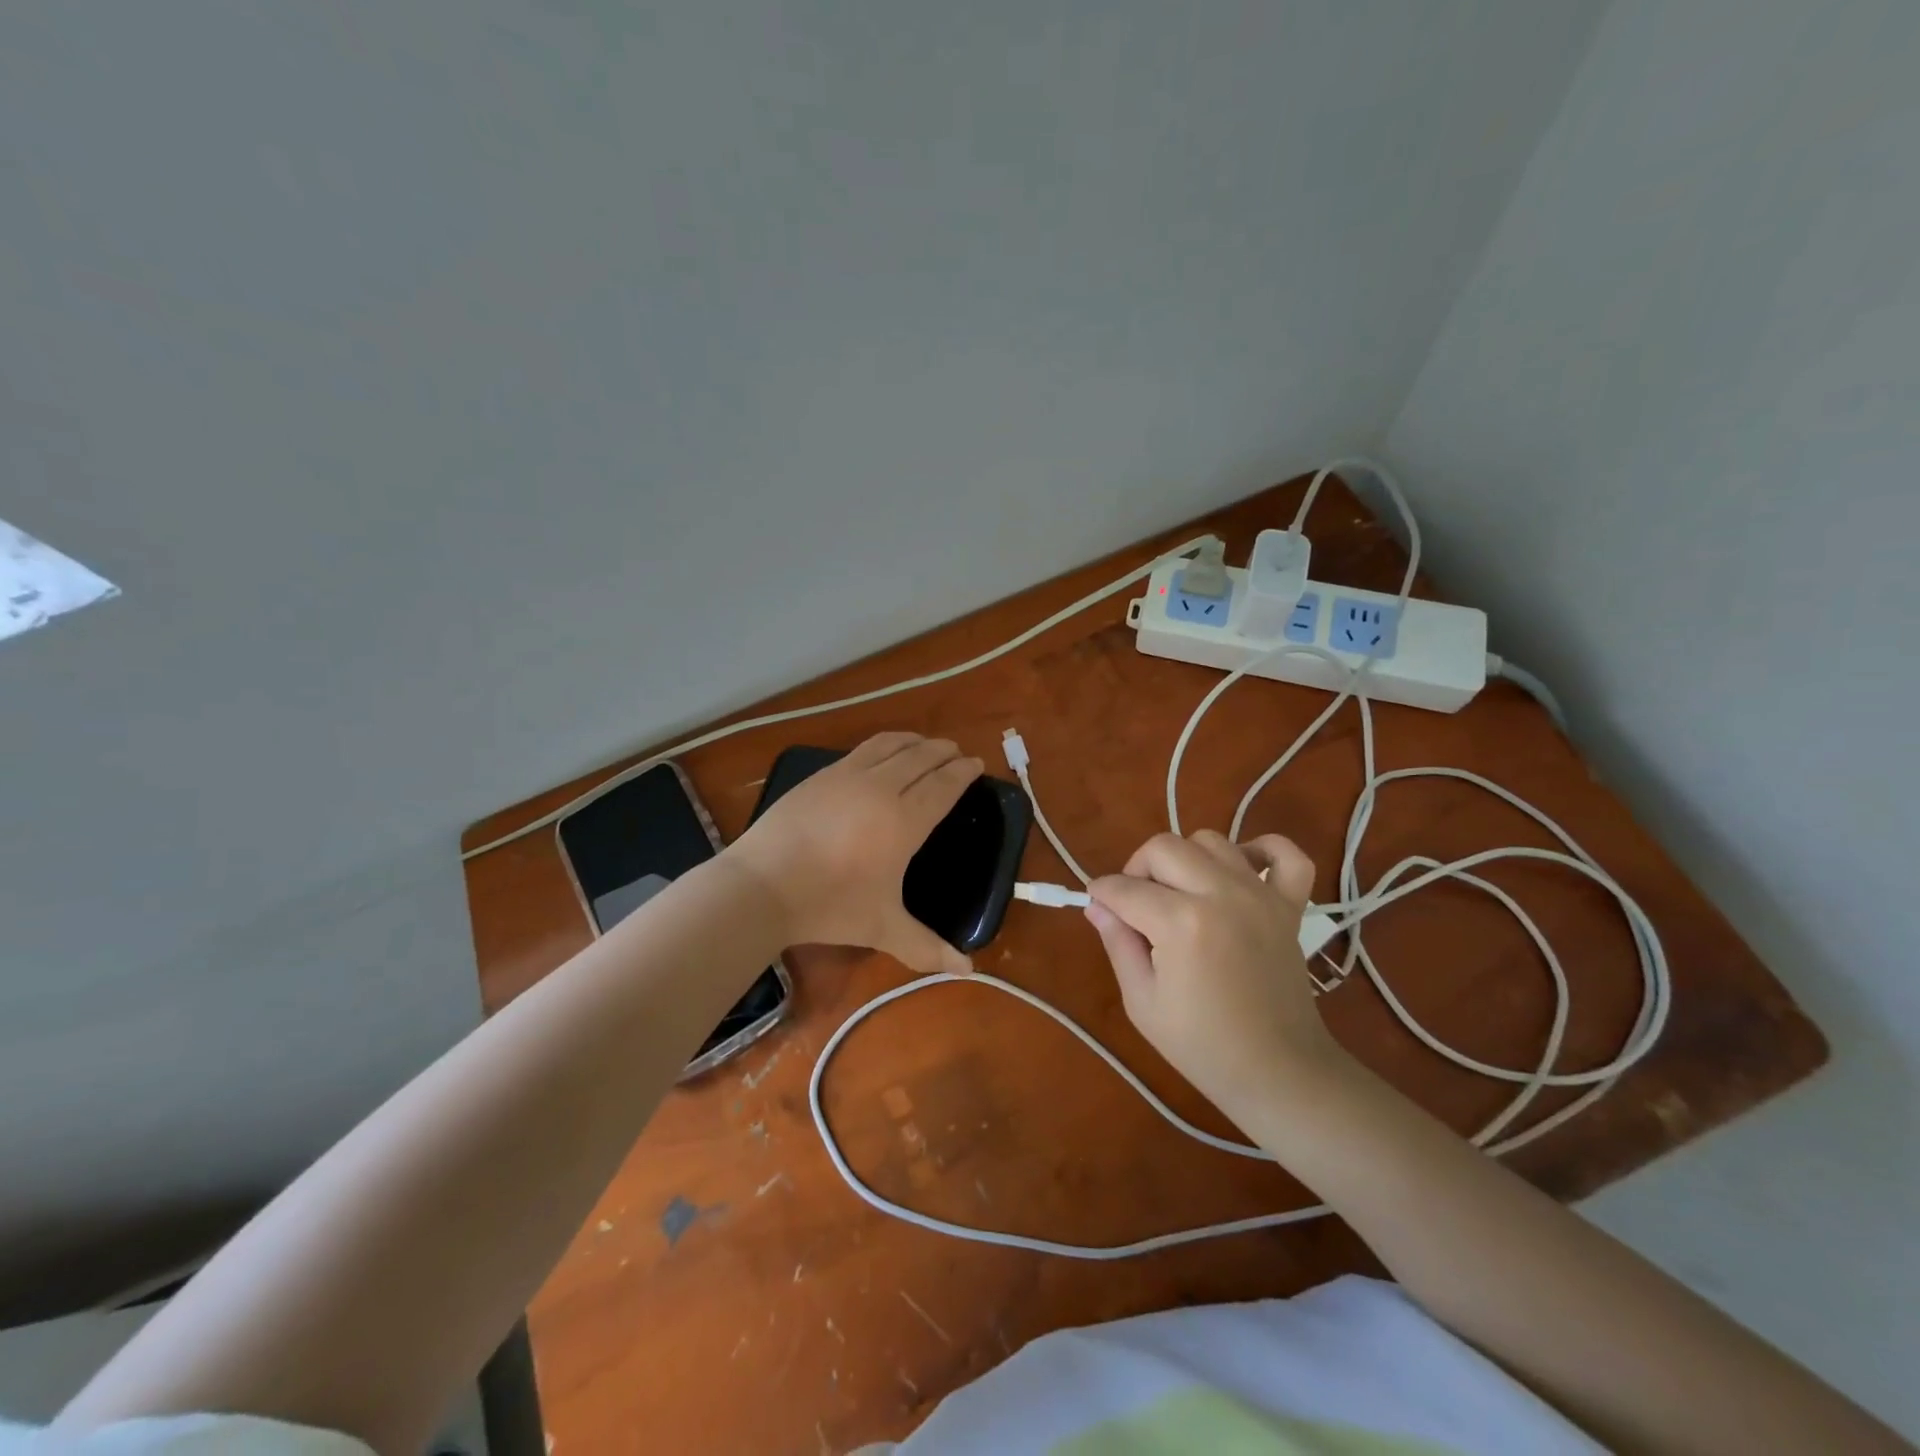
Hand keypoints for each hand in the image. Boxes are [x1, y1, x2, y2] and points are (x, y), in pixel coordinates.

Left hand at [726, 732, 981, 976]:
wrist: (762, 885)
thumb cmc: (829, 906)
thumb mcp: (883, 929)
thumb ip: (927, 947)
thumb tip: (968, 970)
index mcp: (904, 821)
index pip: (943, 785)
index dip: (963, 772)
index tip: (976, 763)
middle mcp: (881, 788)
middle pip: (921, 758)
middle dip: (944, 751)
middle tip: (956, 752)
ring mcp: (847, 776)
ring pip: (891, 746)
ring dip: (915, 742)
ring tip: (925, 745)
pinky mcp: (821, 775)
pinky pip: (863, 749)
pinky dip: (884, 745)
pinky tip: (882, 755)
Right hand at [1085, 830, 1345, 1120]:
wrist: (1278, 1072)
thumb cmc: (1201, 1045)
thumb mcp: (1141, 1001)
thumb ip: (1117, 943)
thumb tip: (1097, 905)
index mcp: (1180, 923)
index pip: (1124, 887)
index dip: (1101, 894)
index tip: (1097, 905)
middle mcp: (1220, 894)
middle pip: (1163, 847)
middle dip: (1137, 869)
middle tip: (1136, 904)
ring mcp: (1260, 895)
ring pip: (1210, 841)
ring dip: (1186, 859)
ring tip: (1181, 893)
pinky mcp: (1289, 905)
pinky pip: (1285, 853)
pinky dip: (1262, 850)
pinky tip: (1240, 872)